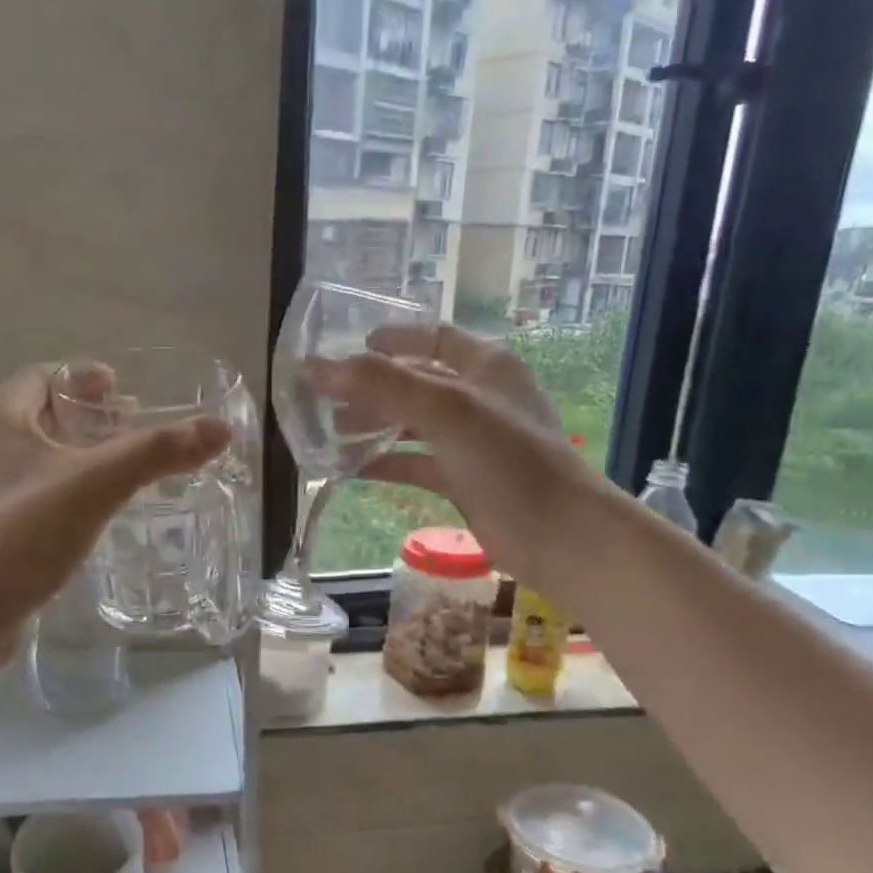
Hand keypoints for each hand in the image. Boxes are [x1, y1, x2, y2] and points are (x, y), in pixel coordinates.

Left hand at [0, 364, 229, 662]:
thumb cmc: (21, 535)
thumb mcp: (96, 486)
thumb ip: (157, 453)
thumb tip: (220, 428)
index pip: (43, 376)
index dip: (84, 377)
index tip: (124, 391)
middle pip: (42, 415)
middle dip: (89, 417)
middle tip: (134, 430)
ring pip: (39, 457)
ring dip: (80, 455)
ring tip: (122, 470)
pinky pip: (35, 493)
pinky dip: (67, 489)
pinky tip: (94, 513)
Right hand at [307, 324, 593, 589]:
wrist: (557, 535)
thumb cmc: (508, 459)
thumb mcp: (444, 409)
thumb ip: (381, 384)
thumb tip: (315, 366)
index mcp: (485, 366)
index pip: (433, 337)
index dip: (392, 340)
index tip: (349, 350)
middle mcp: (479, 398)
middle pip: (416, 381)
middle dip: (372, 388)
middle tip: (327, 399)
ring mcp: (472, 441)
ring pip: (413, 424)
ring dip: (374, 425)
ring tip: (330, 432)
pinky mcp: (464, 480)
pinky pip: (416, 463)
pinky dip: (385, 463)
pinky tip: (350, 469)